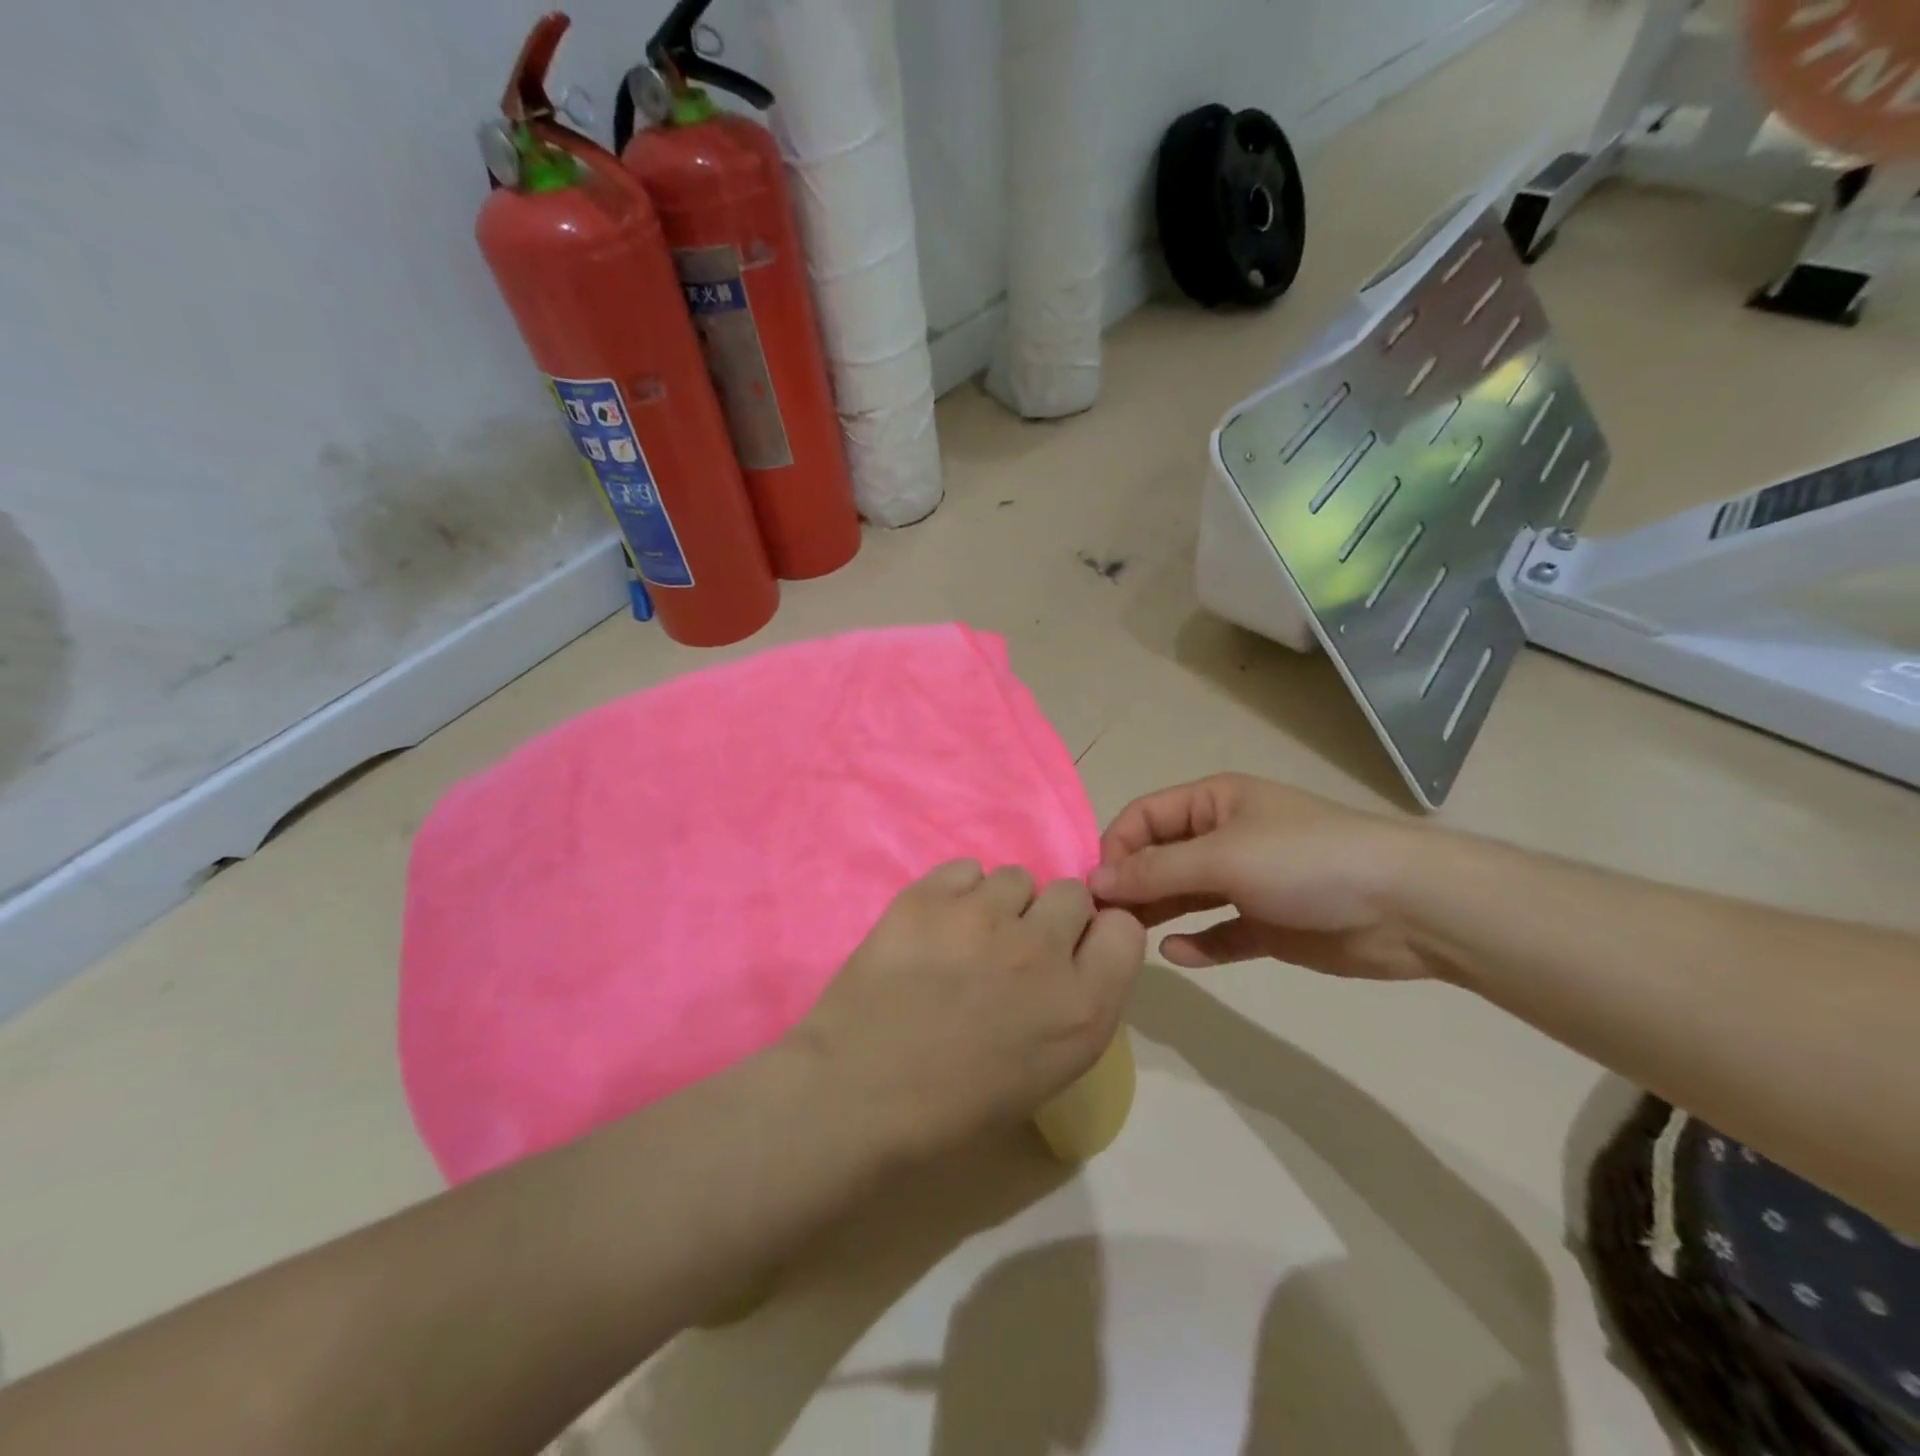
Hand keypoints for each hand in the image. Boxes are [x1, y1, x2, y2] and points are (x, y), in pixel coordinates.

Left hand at [796, 861, 1145, 1159]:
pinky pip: (965, 869)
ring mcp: (984, 916)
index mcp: (1083, 1007)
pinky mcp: (930, 896)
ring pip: (1016, 876)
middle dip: (1049, 916)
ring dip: (1000, 903)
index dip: (1097, 935)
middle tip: (1013, 948)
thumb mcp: (1046, 1072)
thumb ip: (1072, 1005)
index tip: (1072, 950)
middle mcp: (1043, 950)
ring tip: (965, 938)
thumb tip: (1065, 959)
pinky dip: (956, 892)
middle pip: (1071, 893)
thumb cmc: (953, 1108)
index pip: (1124, 929)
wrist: (858, 1095)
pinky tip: (933, 927)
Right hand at [1089, 774, 1433, 979]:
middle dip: (1133, 885)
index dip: (1116, 847)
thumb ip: (1155, 870)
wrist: (1406, 906)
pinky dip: (1198, 943)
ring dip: (1158, 914)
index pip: (1145, 817)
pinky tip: (1177, 955)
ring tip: (1127, 939)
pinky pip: (1221, 932)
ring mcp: (1249, 882)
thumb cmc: (1305, 861)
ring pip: (1187, 896)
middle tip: (1103, 922)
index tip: (1096, 887)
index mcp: (1214, 802)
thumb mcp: (1222, 857)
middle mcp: (1226, 837)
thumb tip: (1094, 881)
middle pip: (1162, 857)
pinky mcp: (1269, 924)